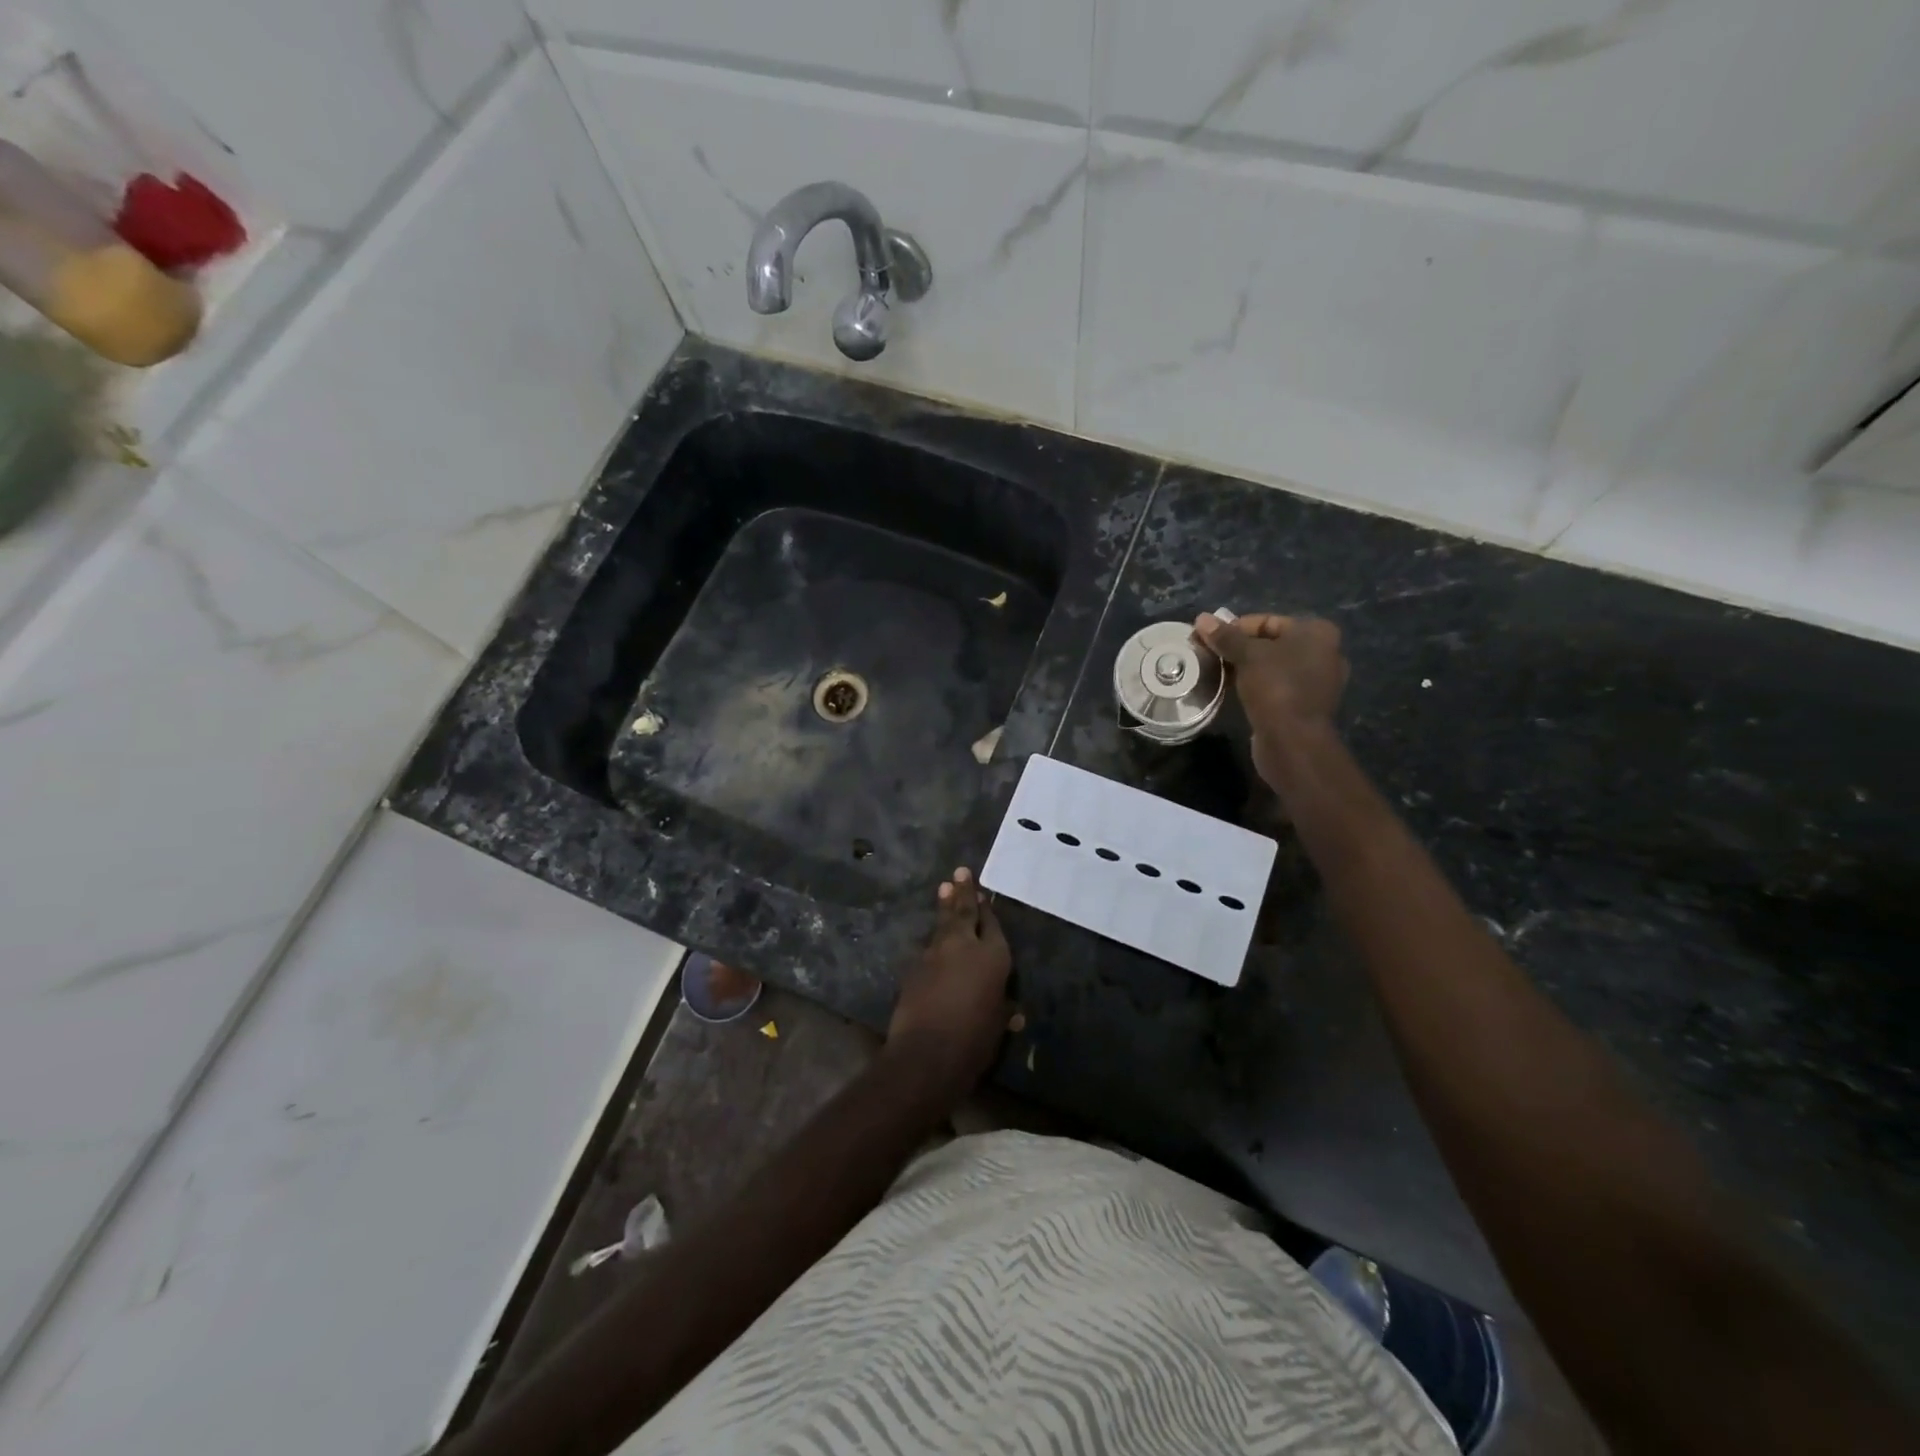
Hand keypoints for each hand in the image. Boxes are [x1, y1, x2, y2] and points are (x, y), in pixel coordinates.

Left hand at [886, 868, 1013, 1102]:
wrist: (927, 1052)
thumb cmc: (974, 1040)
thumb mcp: (997, 1026)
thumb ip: (1002, 1011)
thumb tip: (1013, 1013)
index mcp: (993, 956)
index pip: (992, 924)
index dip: (988, 909)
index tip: (983, 892)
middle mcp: (964, 946)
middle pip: (964, 912)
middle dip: (963, 891)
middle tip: (961, 871)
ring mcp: (935, 953)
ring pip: (942, 924)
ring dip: (945, 905)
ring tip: (944, 887)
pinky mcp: (915, 966)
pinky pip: (928, 946)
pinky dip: (933, 938)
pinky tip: (933, 937)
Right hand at [1195, 612, 1347, 787]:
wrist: (1293, 741)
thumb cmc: (1275, 688)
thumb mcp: (1247, 656)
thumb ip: (1225, 636)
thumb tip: (1201, 618)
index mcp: (1317, 633)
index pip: (1267, 621)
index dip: (1234, 628)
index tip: (1208, 639)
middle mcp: (1323, 653)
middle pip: (1270, 643)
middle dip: (1238, 648)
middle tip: (1210, 656)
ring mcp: (1317, 681)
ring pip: (1272, 666)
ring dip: (1245, 668)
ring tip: (1217, 672)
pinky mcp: (1305, 705)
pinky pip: (1276, 686)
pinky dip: (1256, 685)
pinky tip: (1234, 690)